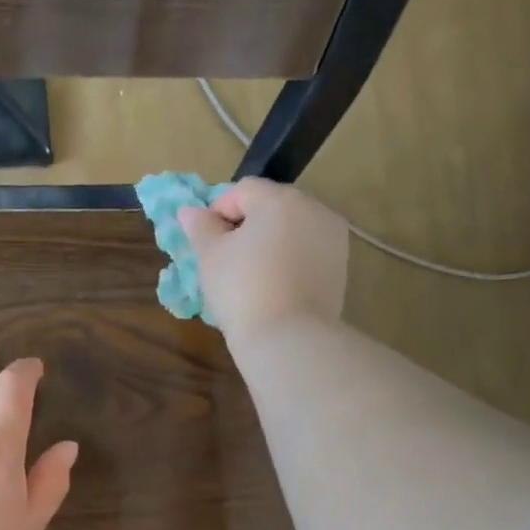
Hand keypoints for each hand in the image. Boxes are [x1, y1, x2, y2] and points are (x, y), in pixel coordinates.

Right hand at [177, 179, 347, 347]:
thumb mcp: (210, 257)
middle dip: (247, 226)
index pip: (243, 190)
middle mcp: (314, 209)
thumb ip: (200, 227)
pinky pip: (307, 253)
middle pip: (272, 206)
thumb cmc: (242, 291)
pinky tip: (274, 288)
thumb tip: (189, 211)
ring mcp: (333, 238)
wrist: (288, 339)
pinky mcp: (340, 267)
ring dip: (270, 243)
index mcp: (281, 199)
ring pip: (292, 230)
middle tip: (226, 261)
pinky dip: (289, 261)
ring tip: (251, 277)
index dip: (219, 212)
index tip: (207, 243)